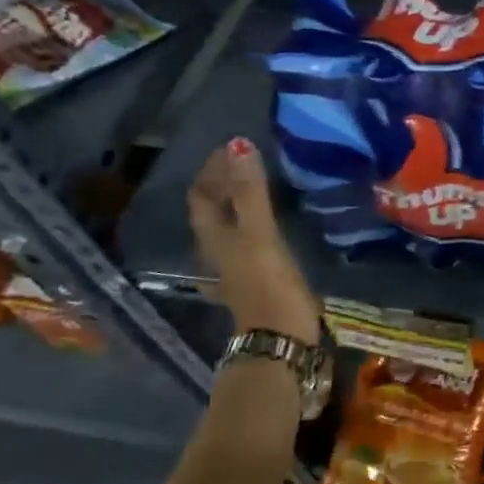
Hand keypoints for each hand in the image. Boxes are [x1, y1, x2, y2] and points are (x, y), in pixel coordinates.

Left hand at [186, 138, 320, 343]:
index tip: (233, 147)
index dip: (213, 170)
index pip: (202, 195)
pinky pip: (247, 242)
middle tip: (246, 161)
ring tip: (258, 187)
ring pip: (229, 227)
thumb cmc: (268, 283)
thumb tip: (238, 145)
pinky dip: (254, 225)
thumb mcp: (260, 233)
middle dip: (224, 184)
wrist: (280, 338)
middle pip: (212, 211)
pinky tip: (269, 226)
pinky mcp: (255, 279)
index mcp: (214, 238)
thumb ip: (250, 191)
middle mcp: (218, 251)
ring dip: (238, 204)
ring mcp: (235, 268)